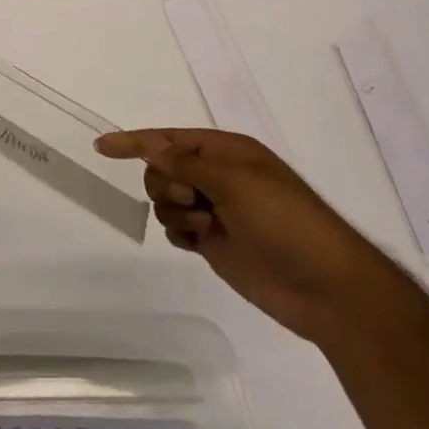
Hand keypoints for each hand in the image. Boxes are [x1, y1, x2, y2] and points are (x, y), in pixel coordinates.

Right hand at [95, 128, 404, 346]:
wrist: (327, 288)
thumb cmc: (286, 222)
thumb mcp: (236, 183)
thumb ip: (187, 164)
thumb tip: (151, 146)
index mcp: (227, 151)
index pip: (169, 140)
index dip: (134, 141)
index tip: (101, 146)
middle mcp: (217, 176)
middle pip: (162, 169)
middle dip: (167, 183)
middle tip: (194, 200)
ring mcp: (214, 210)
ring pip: (165, 200)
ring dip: (176, 212)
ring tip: (207, 228)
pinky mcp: (212, 241)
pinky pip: (175, 228)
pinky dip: (180, 233)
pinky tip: (201, 243)